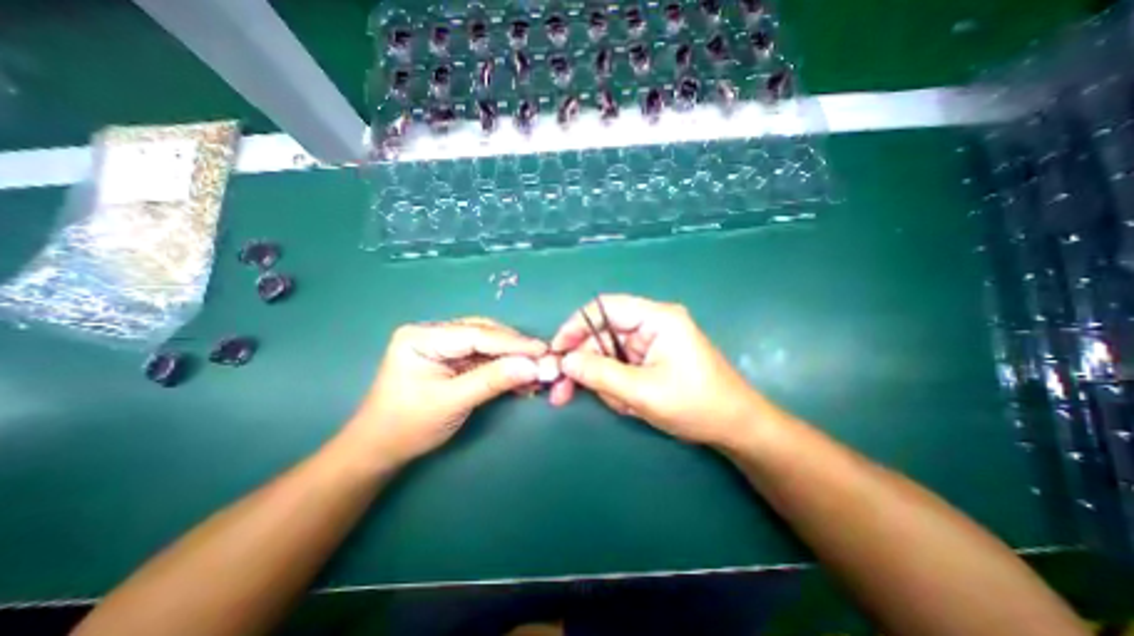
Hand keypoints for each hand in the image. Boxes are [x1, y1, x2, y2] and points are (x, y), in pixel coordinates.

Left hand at [348, 320, 545, 464]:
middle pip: (484, 334)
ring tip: (536, 372)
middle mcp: (434, 333)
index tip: (543, 351)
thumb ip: (492, 380)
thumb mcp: (451, 402)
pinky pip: (484, 358)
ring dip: (512, 358)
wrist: (380, 450)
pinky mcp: (452, 359)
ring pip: (488, 345)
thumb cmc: (407, 426)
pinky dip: (504, 367)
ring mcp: (443, 345)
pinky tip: (521, 377)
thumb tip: (533, 366)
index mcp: (422, 336)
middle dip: (515, 349)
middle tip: (543, 361)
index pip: (476, 334)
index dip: (513, 342)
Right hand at [549, 295, 770, 450]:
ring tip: (621, 406)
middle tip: (562, 392)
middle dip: (584, 364)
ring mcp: (651, 342)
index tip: (556, 351)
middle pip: (602, 334)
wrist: (735, 428)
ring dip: (604, 382)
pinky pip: (620, 367)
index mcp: (656, 318)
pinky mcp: (651, 358)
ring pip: (609, 355)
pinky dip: (616, 387)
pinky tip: (629, 405)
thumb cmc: (696, 405)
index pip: (604, 308)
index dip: (575, 326)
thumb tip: (565, 361)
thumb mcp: (642, 392)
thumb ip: (600, 373)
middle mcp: (652, 323)